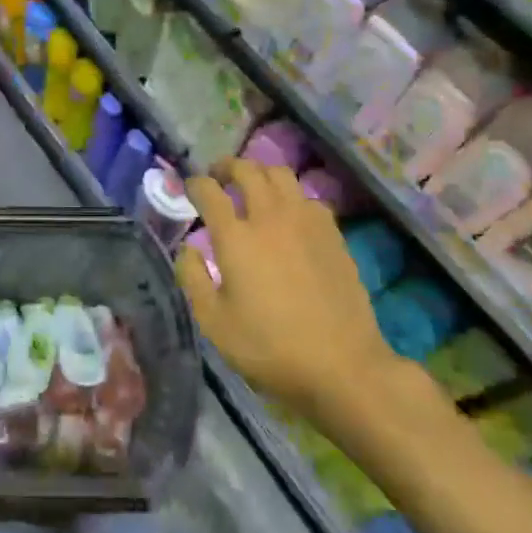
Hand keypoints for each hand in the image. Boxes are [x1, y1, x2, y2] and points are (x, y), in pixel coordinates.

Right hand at [176, 160, 406, 430]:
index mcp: (236, 238)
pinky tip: (287, 215)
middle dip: (227, 167)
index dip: (195, 184)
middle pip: (248, 170)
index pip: (209, 192)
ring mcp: (306, 222)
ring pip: (281, 175)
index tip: (189, 188)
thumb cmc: (269, 347)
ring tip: (252, 188)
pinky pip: (307, 197)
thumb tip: (188, 249)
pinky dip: (290, 196)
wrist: (342, 365)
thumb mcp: (214, 323)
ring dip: (261, 174)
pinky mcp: (333, 234)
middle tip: (218, 177)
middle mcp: (270, 218)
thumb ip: (193, 279)